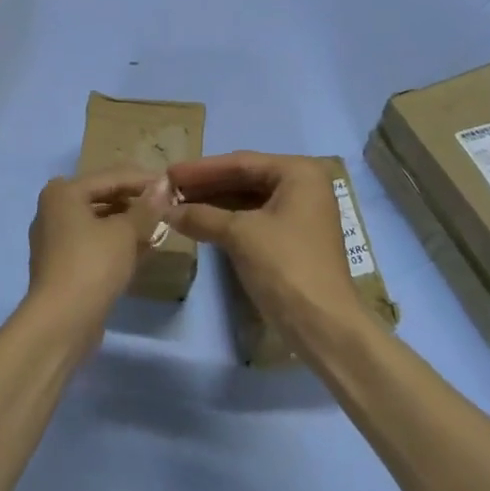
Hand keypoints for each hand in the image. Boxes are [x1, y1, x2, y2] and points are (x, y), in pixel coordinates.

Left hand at [25, 169, 159, 346]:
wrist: (61, 323)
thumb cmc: (92, 265)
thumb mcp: (125, 232)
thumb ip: (146, 207)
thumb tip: (164, 186)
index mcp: (63, 192)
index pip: (111, 177)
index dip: (143, 180)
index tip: (172, 185)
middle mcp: (54, 210)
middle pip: (103, 198)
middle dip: (135, 203)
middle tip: (167, 207)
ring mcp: (55, 240)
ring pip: (99, 223)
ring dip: (128, 225)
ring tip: (159, 228)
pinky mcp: (62, 266)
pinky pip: (94, 245)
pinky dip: (116, 245)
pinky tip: (142, 251)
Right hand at [168, 152, 364, 342]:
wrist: (324, 327)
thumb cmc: (285, 266)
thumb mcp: (239, 234)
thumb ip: (201, 216)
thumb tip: (165, 209)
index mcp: (298, 173)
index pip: (241, 163)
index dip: (201, 169)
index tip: (169, 172)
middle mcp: (303, 187)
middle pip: (245, 179)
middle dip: (206, 185)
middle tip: (169, 188)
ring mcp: (299, 215)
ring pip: (248, 200)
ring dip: (213, 203)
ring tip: (178, 205)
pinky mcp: (292, 241)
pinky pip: (253, 220)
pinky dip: (226, 221)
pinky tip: (200, 223)